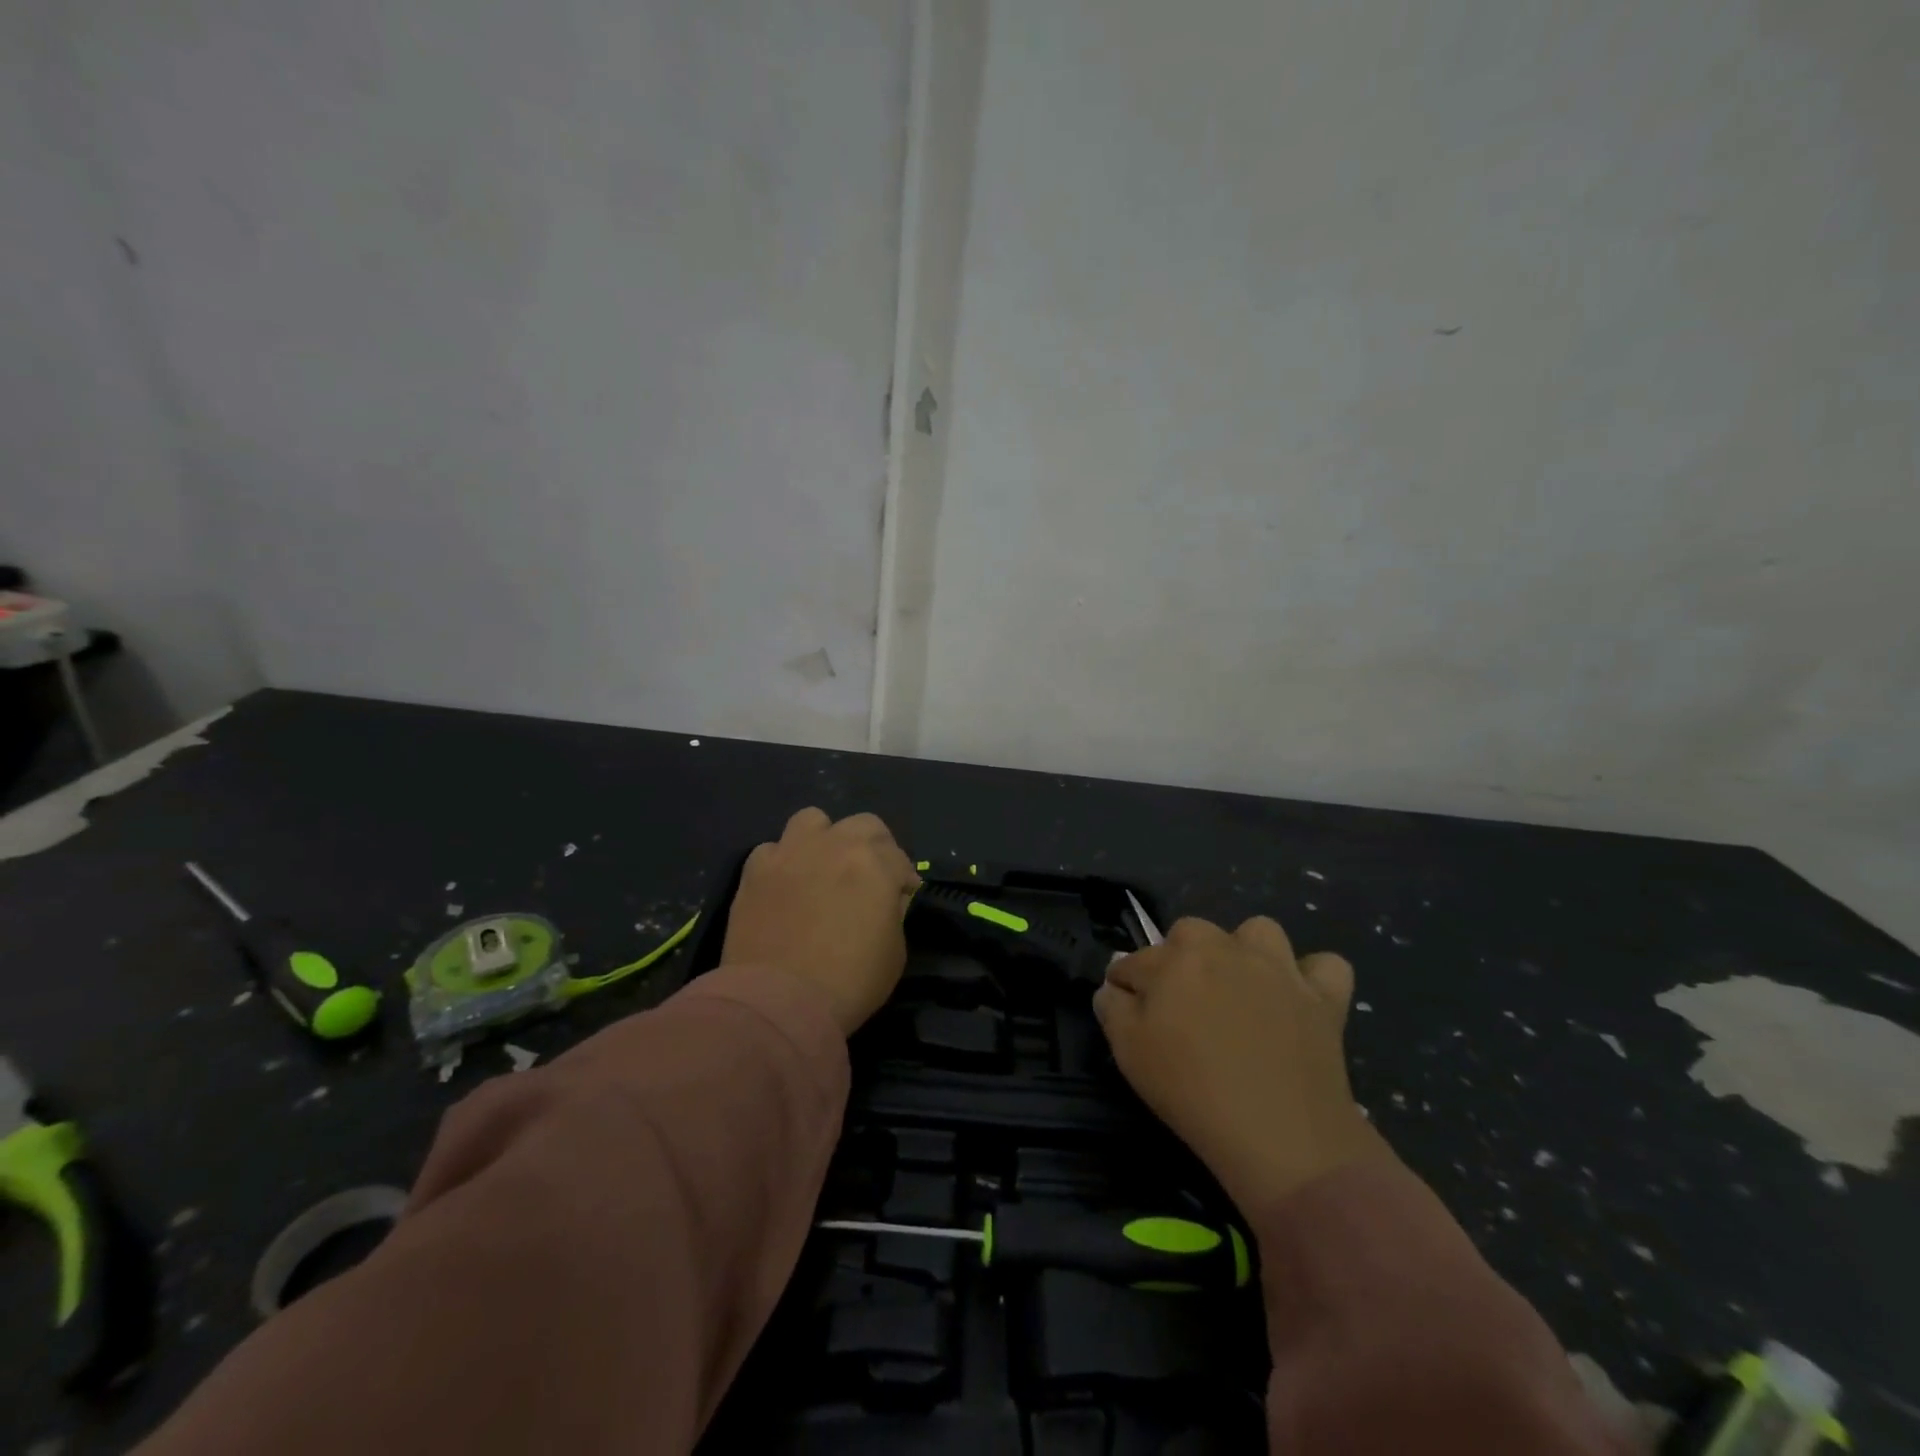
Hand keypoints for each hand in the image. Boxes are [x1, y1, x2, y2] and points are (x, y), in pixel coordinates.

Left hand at [721, 807, 921, 1035]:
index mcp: (875, 862)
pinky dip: (784, 861)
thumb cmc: (849, 981)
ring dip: (825, 838)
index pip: (900, 858)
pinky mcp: (755, 870)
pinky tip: (786, 885)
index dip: (904, 879)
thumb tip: (886, 900)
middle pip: (864, 825)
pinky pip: (773, 849)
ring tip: (823, 867)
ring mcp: (791, 852)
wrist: (779, 1001)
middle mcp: (835, 844)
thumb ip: (893, 913)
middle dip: (874, 847)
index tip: (902, 899)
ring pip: (814, 820)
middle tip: (869, 877)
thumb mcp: (895, 952)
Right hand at [1095, 915, 1387, 1211]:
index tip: (1125, 1008)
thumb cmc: (1192, 1093)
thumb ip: (1113, 1010)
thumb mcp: (1129, 1054)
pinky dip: (1312, 976)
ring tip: (1240, 987)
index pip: (1133, 960)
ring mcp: (1278, 968)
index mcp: (1173, 960)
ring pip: (1257, 931)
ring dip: (1244, 951)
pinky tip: (1300, 997)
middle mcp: (1224, 949)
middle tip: (1181, 1003)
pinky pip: (1326, 965)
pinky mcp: (1323, 997)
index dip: (1125, 984)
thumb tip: (1112, 988)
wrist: (1280, 1136)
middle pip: (1190, 933)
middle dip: (1178, 957)